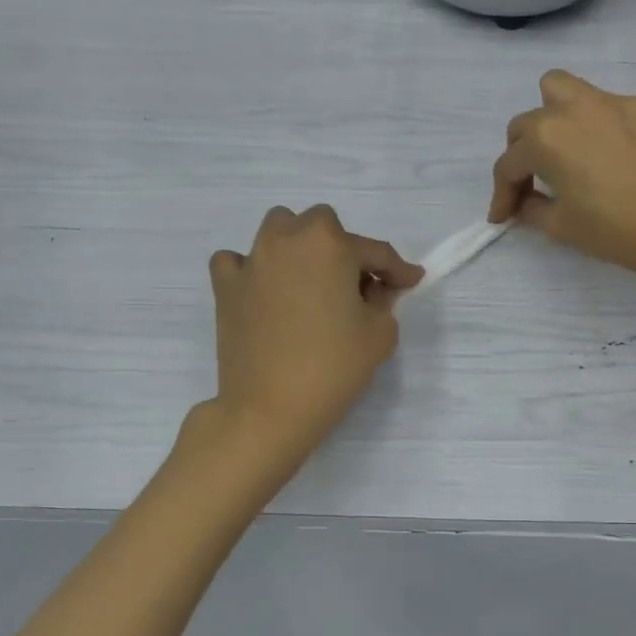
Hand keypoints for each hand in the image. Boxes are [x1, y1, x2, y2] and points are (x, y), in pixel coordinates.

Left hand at [207, 206, 421, 453]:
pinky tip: (264, 291)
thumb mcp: (380, 334)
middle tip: (355, 286)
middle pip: (322, 226)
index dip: (397, 269)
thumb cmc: (333, 368)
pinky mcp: (225, 287)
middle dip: (343, 249)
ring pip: (277, 231)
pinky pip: (236, 262)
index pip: (374, 251)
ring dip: (298, 247)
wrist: (269, 409)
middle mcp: (287, 240)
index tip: (410, 282)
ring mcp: (251, 261)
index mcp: (330, 245)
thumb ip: (384, 300)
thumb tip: (374, 289)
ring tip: (309, 281)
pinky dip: (251, 270)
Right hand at [489, 69, 635, 287]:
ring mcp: (613, 101)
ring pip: (564, 91)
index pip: (509, 164)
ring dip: (553, 117)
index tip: (502, 217)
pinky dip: (601, 128)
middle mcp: (573, 107)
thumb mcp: (563, 227)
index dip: (501, 194)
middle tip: (534, 184)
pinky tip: (617, 156)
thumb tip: (524, 203)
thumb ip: (532, 209)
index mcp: (546, 138)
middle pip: (529, 122)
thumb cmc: (617, 231)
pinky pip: (609, 107)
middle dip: (522, 154)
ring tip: (567, 150)